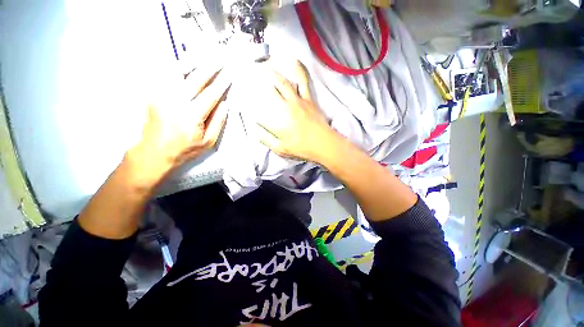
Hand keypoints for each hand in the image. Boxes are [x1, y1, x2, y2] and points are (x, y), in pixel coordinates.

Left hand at [125, 67, 230, 187]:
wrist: (154, 152)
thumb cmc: (184, 149)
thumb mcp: (207, 142)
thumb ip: (217, 122)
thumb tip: (224, 104)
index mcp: (192, 116)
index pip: (211, 95)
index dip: (221, 83)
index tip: (229, 74)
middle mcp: (175, 102)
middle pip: (196, 79)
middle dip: (210, 68)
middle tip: (220, 59)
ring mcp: (162, 96)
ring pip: (179, 73)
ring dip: (194, 62)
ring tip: (204, 55)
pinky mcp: (154, 95)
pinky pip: (166, 76)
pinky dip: (177, 67)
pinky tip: (186, 63)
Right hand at [253, 61, 336, 162]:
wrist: (323, 144)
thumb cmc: (301, 148)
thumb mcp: (280, 149)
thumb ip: (265, 138)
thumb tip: (252, 127)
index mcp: (276, 121)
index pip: (257, 110)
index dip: (247, 104)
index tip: (240, 99)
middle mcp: (284, 107)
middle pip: (268, 91)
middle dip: (256, 81)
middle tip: (248, 75)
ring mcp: (297, 100)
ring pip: (282, 82)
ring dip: (271, 73)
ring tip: (263, 67)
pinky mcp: (308, 99)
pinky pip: (303, 82)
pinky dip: (299, 70)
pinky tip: (293, 60)